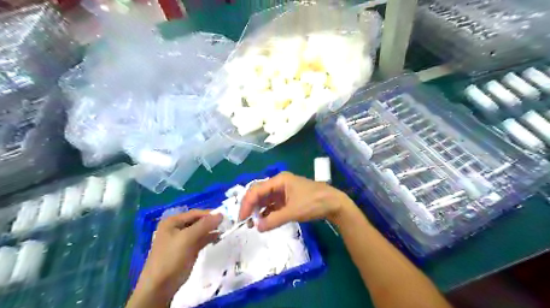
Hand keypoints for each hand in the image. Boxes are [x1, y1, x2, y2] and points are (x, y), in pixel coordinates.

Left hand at [131, 211, 221, 303]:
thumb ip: (204, 225)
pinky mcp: (187, 249)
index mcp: (172, 222)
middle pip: (197, 221)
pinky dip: (209, 237)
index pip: (194, 213)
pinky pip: (200, 240)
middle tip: (226, 223)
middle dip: (211, 222)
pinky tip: (218, 237)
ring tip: (224, 229)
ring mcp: (182, 239)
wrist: (160, 286)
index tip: (224, 216)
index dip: (209, 214)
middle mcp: (177, 228)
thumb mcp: (187, 238)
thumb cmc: (171, 257)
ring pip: (200, 230)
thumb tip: (221, 214)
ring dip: (211, 229)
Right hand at [238, 171, 354, 231]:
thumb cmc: (313, 203)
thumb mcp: (293, 212)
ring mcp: (284, 191)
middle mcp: (279, 183)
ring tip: (254, 224)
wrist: (334, 204)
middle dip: (251, 207)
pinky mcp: (288, 198)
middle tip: (246, 222)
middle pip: (259, 193)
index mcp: (279, 180)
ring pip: (266, 200)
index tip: (241, 218)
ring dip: (259, 211)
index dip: (247, 204)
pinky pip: (273, 205)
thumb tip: (257, 228)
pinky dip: (268, 213)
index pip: (256, 190)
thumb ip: (274, 220)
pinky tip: (265, 222)